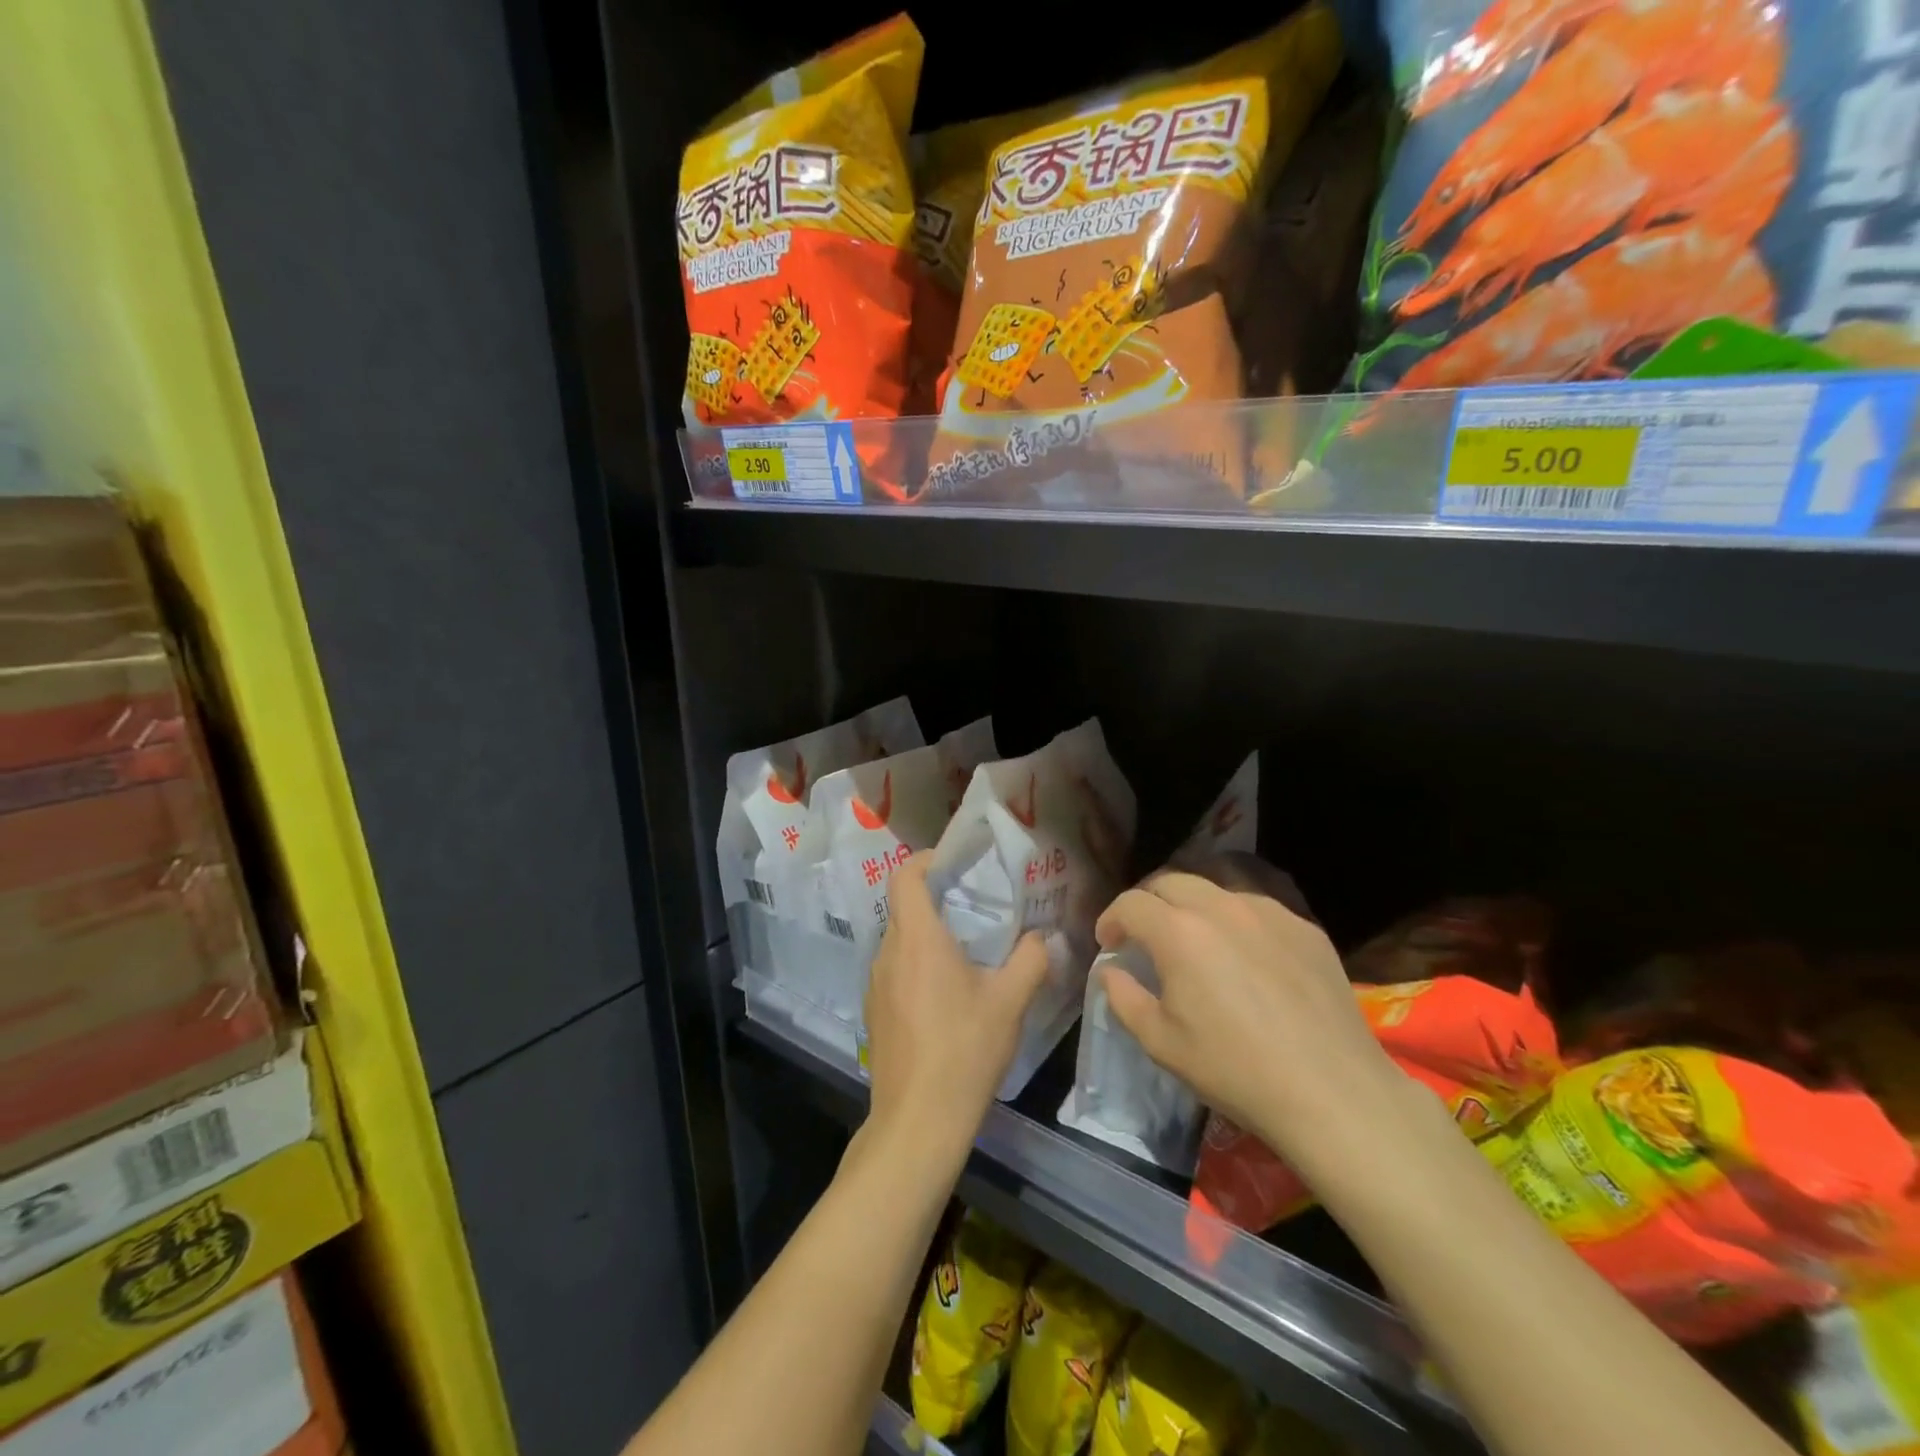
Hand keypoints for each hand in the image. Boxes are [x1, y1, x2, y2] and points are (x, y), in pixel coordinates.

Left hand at [862, 855, 1048, 1164]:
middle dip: (935, 900)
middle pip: (903, 908)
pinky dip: (916, 966)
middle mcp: (888, 953)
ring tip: (965, 953)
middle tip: (974, 907)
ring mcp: (875, 984)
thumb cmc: (965, 1050)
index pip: (904, 876)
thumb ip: (1031, 959)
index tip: (952, 862)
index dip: (925, 860)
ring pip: (899, 942)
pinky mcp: (874, 1012)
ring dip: (927, 937)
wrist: (918, 1120)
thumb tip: (1041, 936)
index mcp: (917, 939)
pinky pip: (894, 971)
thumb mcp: (1010, 1001)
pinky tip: (945, 996)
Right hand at [1095, 871, 1403, 1170]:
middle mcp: (1221, 907)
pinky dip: (1236, 920)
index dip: (1111, 918)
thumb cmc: (1234, 1070)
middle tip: (1145, 934)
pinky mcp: (1305, 927)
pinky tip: (1246, 956)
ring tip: (1196, 940)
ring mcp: (1268, 912)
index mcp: (1179, 932)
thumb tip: (1110, 970)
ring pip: (1216, 888)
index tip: (1109, 942)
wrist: (1331, 1091)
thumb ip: (1123, 998)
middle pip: (1171, 880)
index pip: (1131, 903)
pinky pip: (1257, 908)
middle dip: (1149, 902)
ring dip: (1193, 906)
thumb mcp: (1161, 1043)